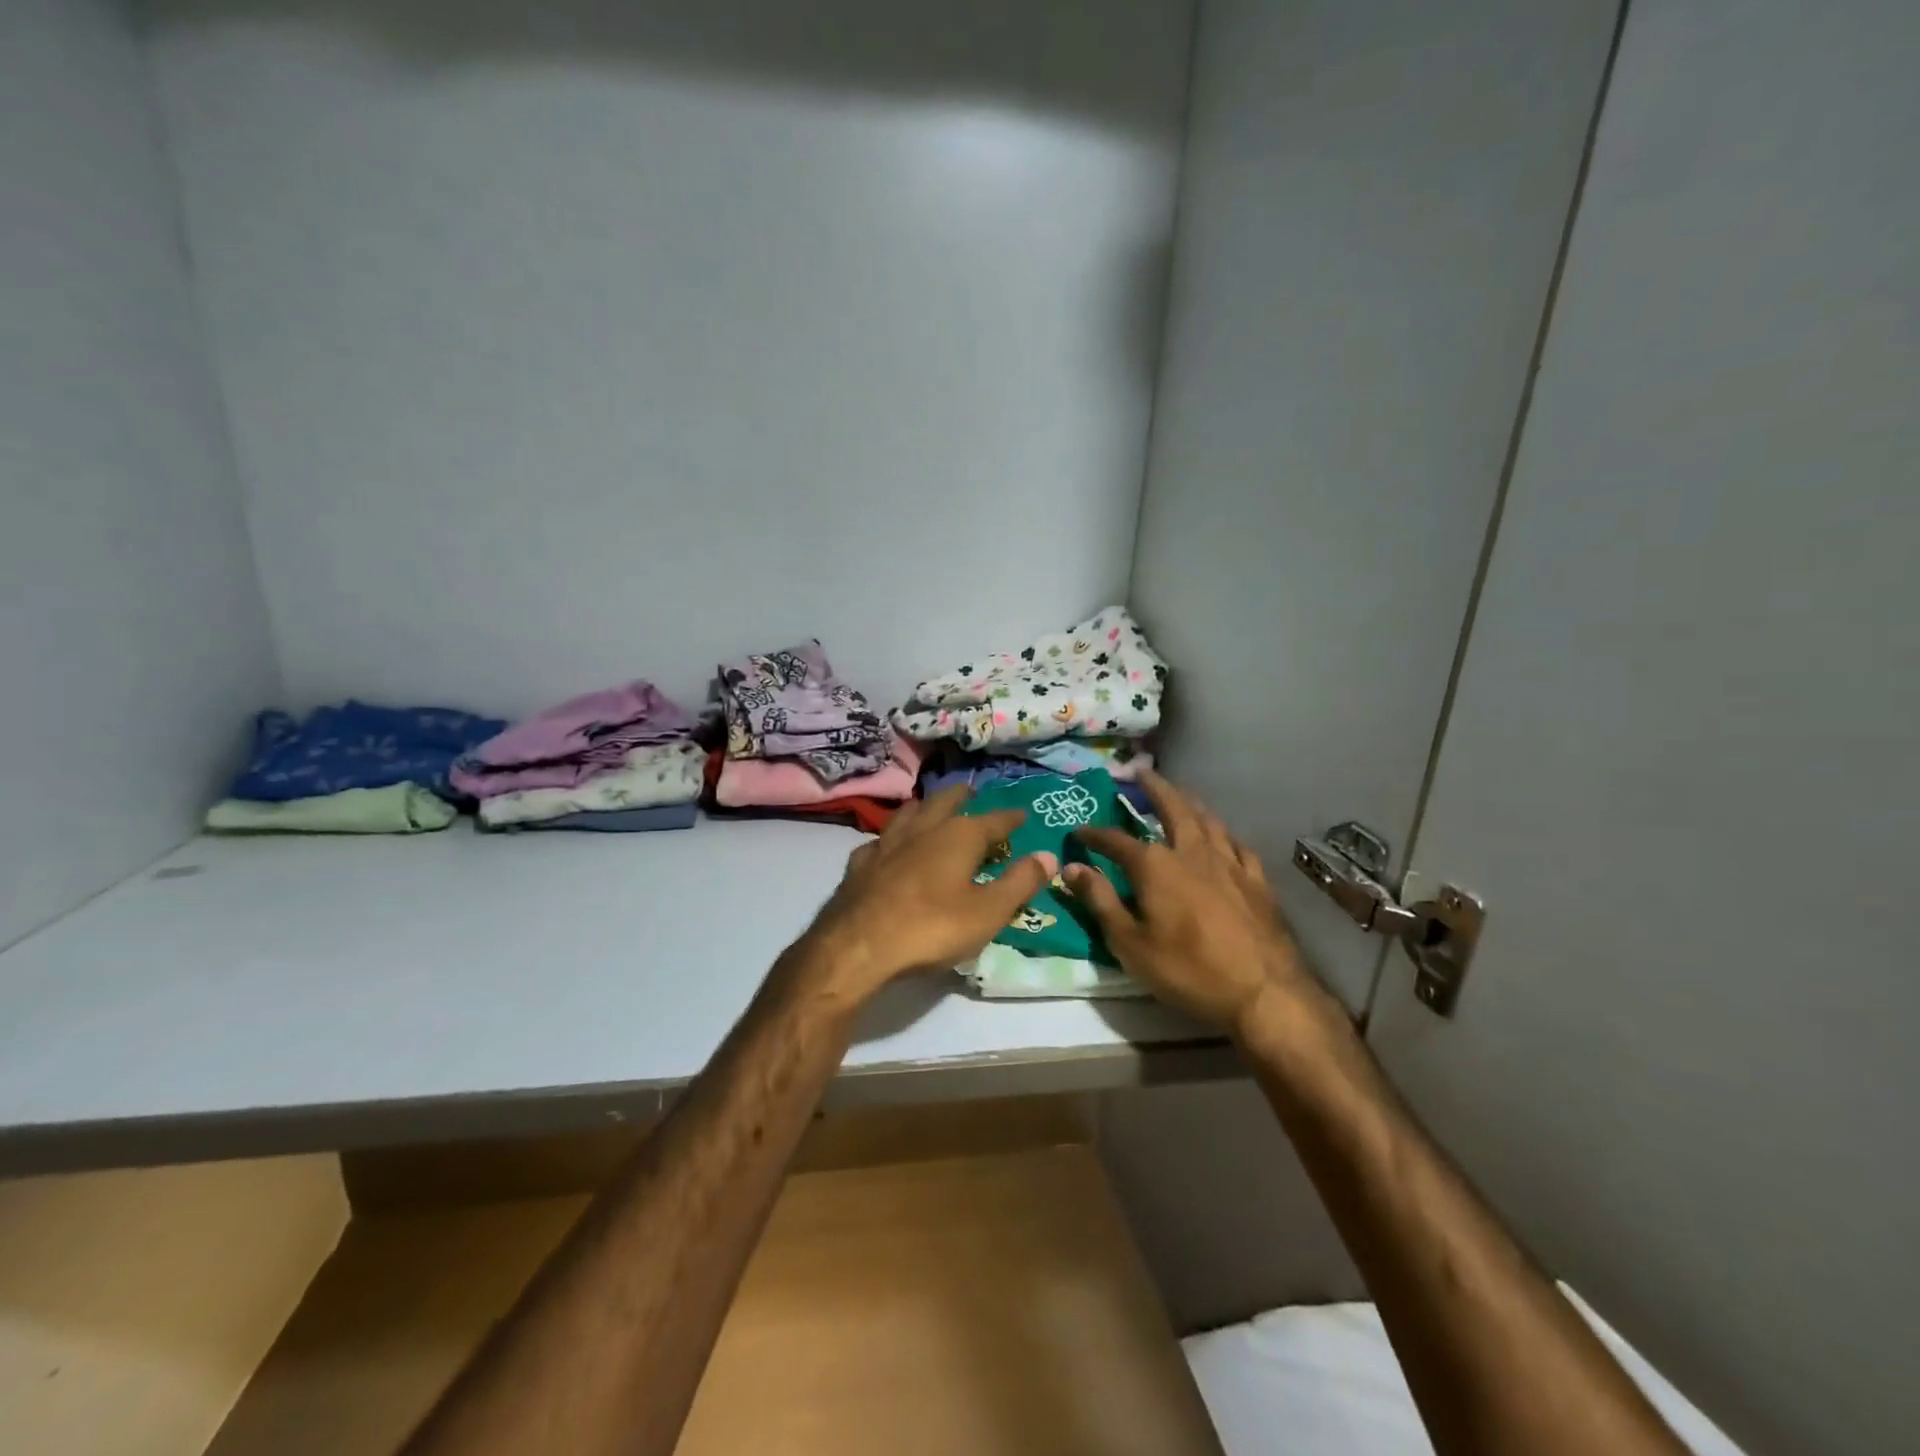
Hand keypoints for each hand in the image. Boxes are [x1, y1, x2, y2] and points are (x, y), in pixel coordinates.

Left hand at [796, 786, 1057, 1007]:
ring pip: (908, 814)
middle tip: (971, 792)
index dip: (1010, 818)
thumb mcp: (988, 912)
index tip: (1022, 813)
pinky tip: (888, 845)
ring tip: (930, 806)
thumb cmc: (932, 928)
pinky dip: (891, 838)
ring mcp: (887, 843)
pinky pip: (880, 840)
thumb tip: (1049, 856)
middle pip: (945, 802)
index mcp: (959, 836)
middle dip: (961, 797)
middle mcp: (923, 829)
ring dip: (924, 807)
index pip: (993, 820)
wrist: (858, 945)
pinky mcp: (860, 863)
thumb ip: (1020, 882)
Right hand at [1065, 771, 1325, 1034]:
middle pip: (1172, 808)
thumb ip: (1100, 901)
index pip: (1117, 840)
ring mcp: (1229, 864)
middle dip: (1154, 788)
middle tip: (1142, 771)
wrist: (1262, 992)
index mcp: (1156, 866)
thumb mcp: (1130, 943)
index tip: (1079, 831)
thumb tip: (1071, 868)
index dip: (1095, 834)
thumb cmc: (1188, 970)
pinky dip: (1224, 834)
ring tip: (1180, 793)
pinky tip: (1223, 836)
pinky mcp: (1257, 881)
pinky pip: (1238, 846)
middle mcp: (1192, 852)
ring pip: (1208, 820)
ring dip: (1190, 802)